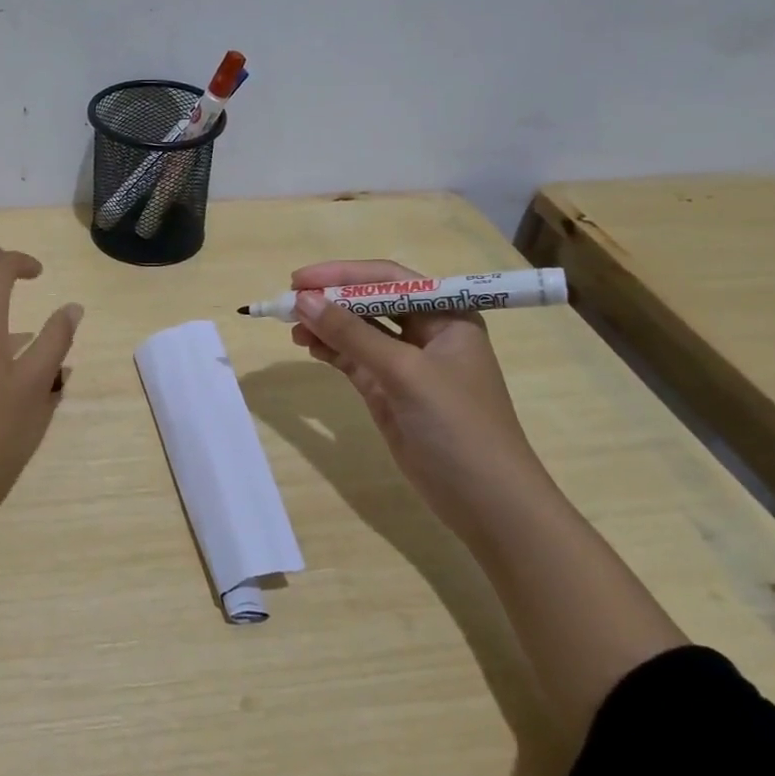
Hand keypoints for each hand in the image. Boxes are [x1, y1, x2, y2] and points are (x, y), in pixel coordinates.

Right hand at [289, 259, 555, 536]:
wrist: (485, 501)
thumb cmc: (457, 425)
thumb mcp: (404, 372)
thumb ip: (352, 334)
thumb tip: (303, 300)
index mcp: (447, 315)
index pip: (389, 279)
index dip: (343, 274)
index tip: (300, 280)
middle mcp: (428, 332)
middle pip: (371, 302)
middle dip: (331, 299)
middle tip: (289, 302)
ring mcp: (407, 364)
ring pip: (358, 331)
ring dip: (326, 325)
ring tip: (291, 328)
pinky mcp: (389, 391)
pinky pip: (354, 359)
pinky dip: (330, 350)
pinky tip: (308, 346)